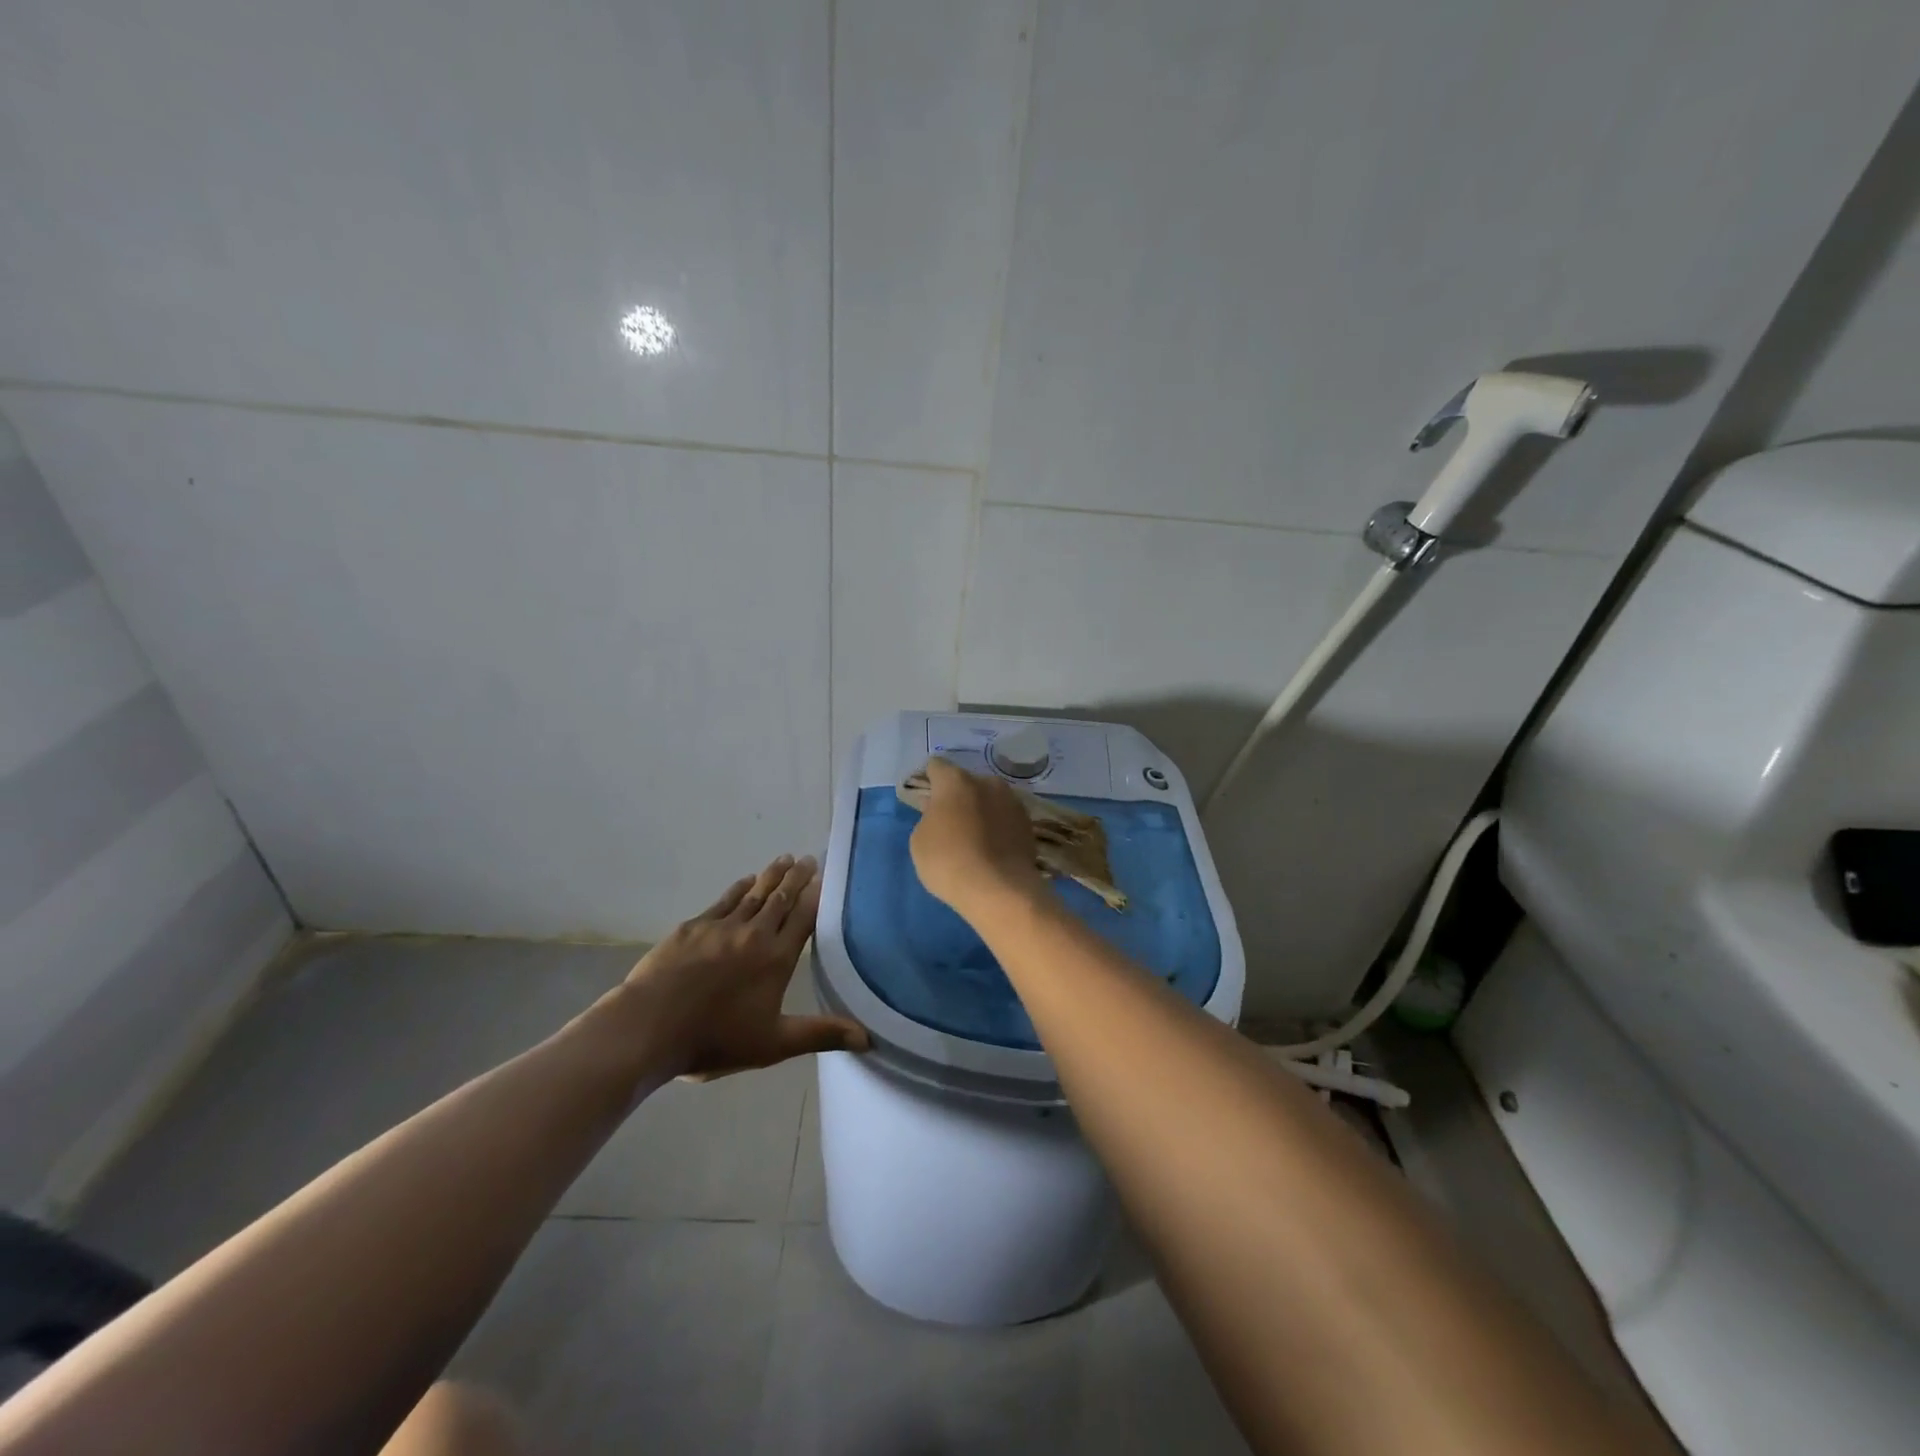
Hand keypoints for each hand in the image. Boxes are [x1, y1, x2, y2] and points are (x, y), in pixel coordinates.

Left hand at [622, 855, 868, 1078]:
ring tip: (784, 859)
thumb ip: (821, 1034)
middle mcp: (754, 934)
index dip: (816, 896)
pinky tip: (746, 881)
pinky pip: (723, 900)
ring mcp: (721, 927)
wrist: (649, 1027)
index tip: (825, 877)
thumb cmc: (715, 1039)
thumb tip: (869, 1037)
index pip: (803, 918)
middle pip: (781, 899)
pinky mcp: (693, 928)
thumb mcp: (774, 1044)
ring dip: (771, 876)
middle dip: (796, 878)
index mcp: (776, 959)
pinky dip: (739, 888)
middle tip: (808, 858)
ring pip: (754, 894)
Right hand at [909, 757, 1045, 916]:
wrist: (1000, 890)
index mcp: (956, 781)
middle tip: (950, 823)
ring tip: (974, 840)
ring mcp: (1012, 802)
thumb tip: (940, 811)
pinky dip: (998, 828)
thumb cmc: (949, 861)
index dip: (929, 781)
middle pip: (967, 783)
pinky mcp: (1028, 824)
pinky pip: (1005, 819)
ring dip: (981, 811)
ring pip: (990, 799)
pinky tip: (992, 850)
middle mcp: (987, 782)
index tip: (925, 801)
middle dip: (958, 797)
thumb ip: (928, 817)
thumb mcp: (920, 841)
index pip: (936, 767)